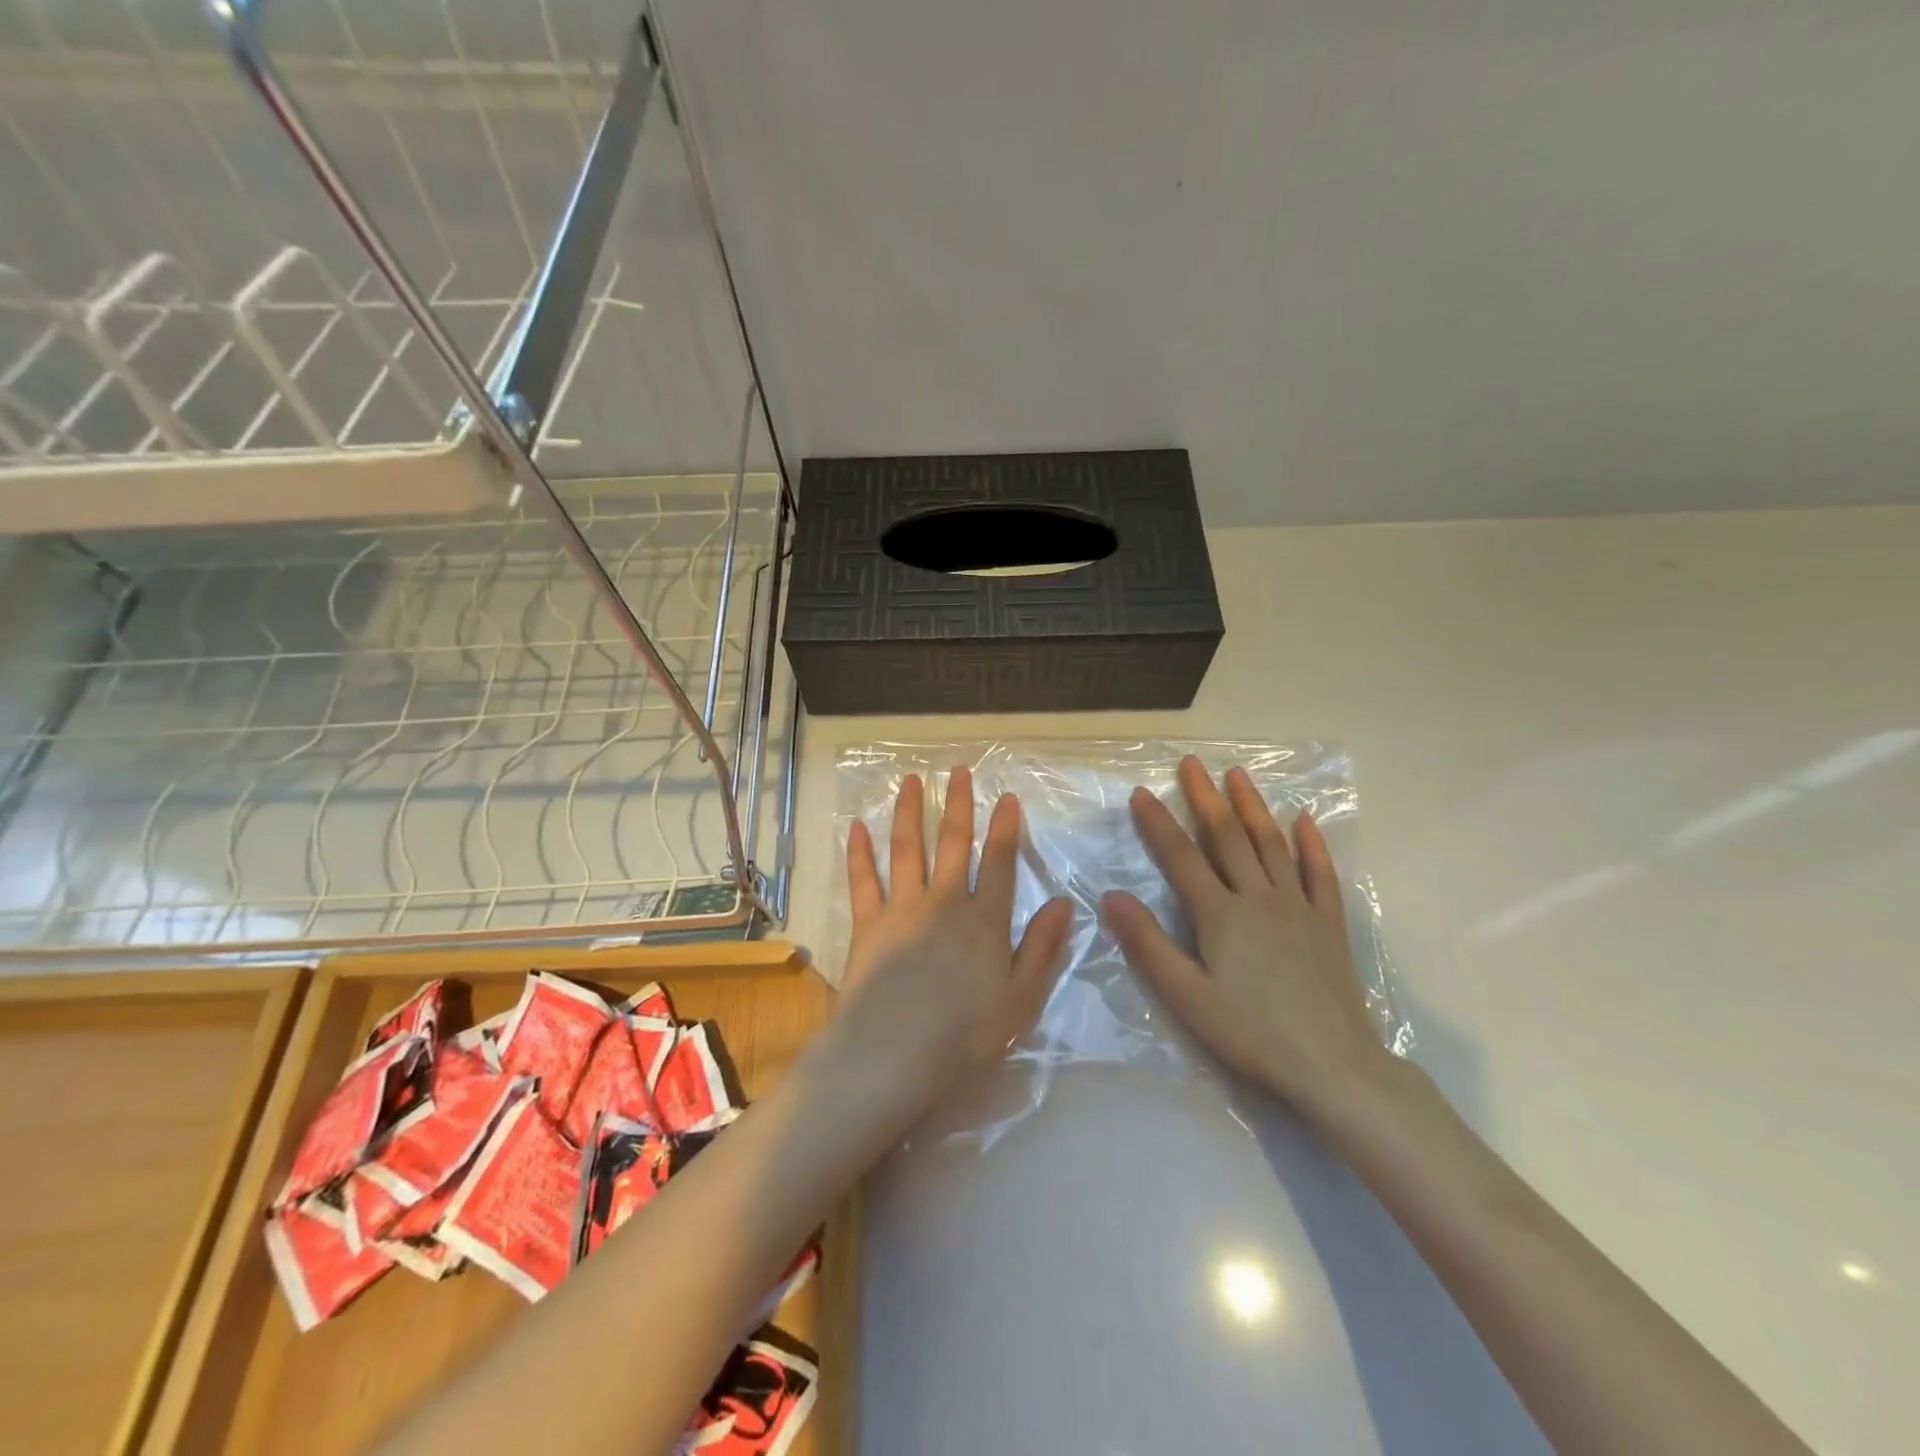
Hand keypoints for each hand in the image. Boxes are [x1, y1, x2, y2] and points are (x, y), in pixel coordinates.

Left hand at [827, 767, 1074, 1117]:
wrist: (891, 1057)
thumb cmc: (963, 1037)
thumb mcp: (1020, 1000)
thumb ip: (1042, 948)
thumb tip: (1062, 903)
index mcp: (984, 921)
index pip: (998, 863)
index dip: (1004, 828)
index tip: (1006, 797)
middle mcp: (944, 903)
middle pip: (952, 844)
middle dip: (958, 805)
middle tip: (958, 771)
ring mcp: (902, 909)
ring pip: (907, 849)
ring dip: (909, 812)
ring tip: (910, 781)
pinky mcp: (868, 924)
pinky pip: (863, 880)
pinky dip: (859, 852)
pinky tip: (856, 827)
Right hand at [1101, 756, 1388, 1110]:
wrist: (1333, 1065)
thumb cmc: (1251, 1032)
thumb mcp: (1186, 996)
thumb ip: (1148, 944)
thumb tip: (1112, 897)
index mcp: (1220, 915)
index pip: (1181, 857)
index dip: (1158, 823)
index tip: (1141, 792)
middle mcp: (1258, 897)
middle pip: (1227, 837)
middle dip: (1205, 797)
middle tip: (1191, 763)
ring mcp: (1298, 906)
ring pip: (1271, 844)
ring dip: (1252, 806)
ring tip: (1237, 774)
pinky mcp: (1329, 922)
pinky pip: (1320, 873)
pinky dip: (1311, 843)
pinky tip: (1305, 820)